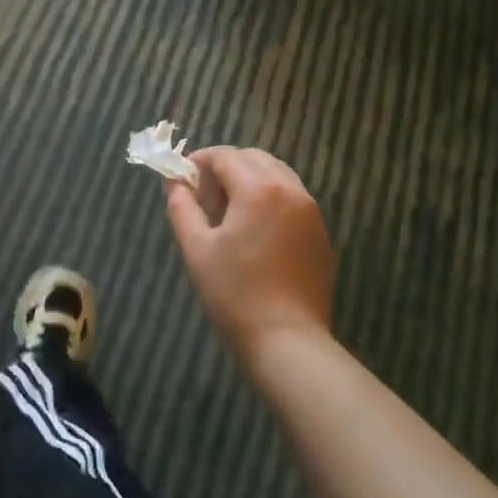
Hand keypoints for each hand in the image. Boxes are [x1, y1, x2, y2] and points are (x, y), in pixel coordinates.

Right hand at [164, 146, 336, 360]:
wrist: (288, 341)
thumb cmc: (234, 293)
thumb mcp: (197, 248)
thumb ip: (182, 207)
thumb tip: (175, 182)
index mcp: (259, 189)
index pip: (225, 155)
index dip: (200, 161)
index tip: (183, 180)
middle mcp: (291, 191)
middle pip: (255, 159)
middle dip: (227, 167)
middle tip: (206, 198)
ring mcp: (312, 214)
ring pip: (278, 177)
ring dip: (251, 181)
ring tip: (231, 215)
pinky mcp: (322, 236)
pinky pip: (294, 201)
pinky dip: (271, 201)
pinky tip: (256, 235)